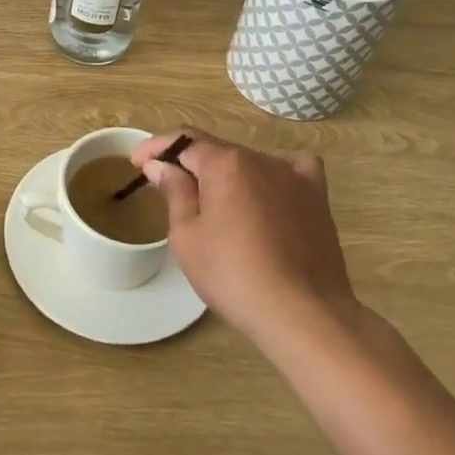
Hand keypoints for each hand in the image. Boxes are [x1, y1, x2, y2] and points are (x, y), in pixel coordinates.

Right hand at [132, 128, 359, 351]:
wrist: (302, 314)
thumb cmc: (233, 275)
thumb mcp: (187, 236)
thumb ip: (174, 191)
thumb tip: (160, 164)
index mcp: (225, 163)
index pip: (183, 140)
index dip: (155, 147)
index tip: (136, 163)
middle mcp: (261, 159)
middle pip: (216, 151)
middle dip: (189, 165)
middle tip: (169, 192)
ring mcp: (294, 176)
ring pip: (250, 163)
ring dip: (227, 175)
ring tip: (216, 206)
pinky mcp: (317, 198)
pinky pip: (294, 171)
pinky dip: (275, 176)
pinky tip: (270, 193)